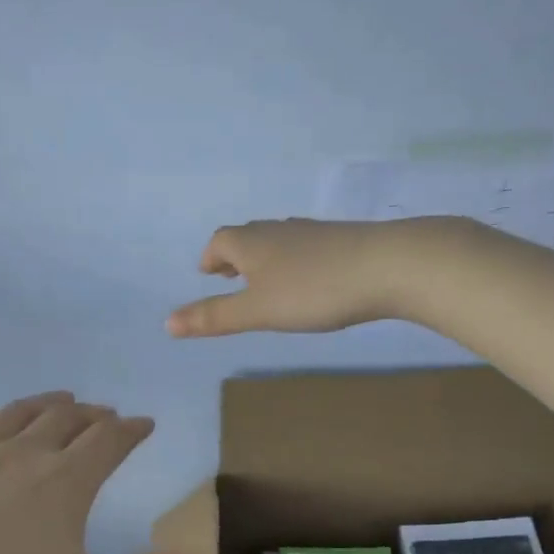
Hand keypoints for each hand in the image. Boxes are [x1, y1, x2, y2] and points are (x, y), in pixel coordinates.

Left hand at [0, 392, 215, 553]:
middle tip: (107, 416)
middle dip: (94, 414)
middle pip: (66, 418)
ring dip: (48, 404)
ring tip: (62, 402)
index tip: (144, 424)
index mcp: (65, 482)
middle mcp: (22, 454)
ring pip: (18, 413)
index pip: (110, 440)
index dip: (132, 429)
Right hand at [165, 218, 408, 337]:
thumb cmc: (313, 291)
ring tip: (265, 283)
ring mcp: (312, 232)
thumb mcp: (257, 311)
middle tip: (230, 277)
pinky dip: (293, 262)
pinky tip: (308, 282)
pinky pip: (305, 248)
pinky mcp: (341, 240)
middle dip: (234, 257)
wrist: (388, 265)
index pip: (220, 241)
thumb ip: (214, 317)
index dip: (210, 256)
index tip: (207, 273)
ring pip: (278, 241)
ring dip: (264, 259)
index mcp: (251, 243)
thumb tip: (166, 324)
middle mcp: (278, 230)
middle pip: (247, 236)